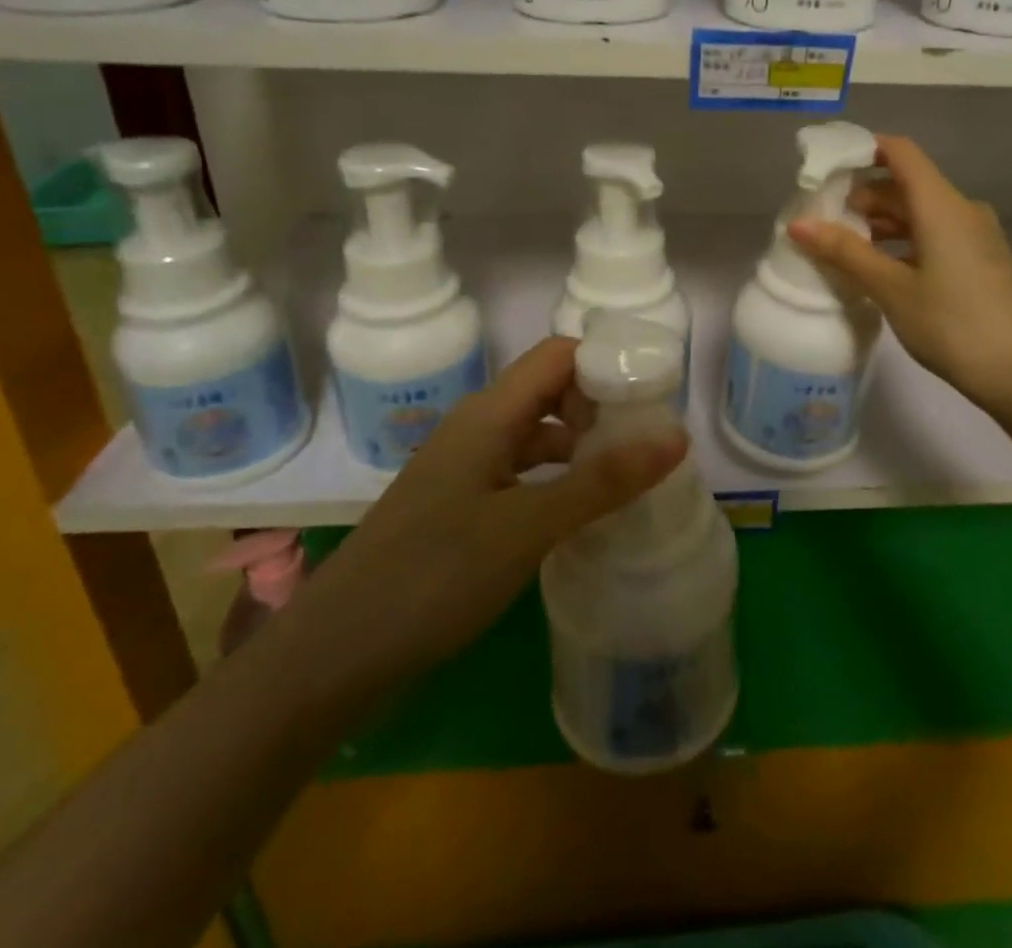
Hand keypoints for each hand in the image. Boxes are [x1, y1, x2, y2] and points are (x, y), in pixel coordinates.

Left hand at [285, 338, 686, 696]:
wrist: (333, 656)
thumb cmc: (433, 576)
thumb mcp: (528, 527)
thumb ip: (603, 480)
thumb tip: (677, 435)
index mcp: (490, 414)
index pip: (559, 355)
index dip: (606, 364)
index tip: (652, 399)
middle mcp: (477, 428)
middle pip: (551, 390)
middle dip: (601, 407)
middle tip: (647, 444)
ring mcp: (464, 467)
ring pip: (536, 433)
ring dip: (580, 446)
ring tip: (626, 478)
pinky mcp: (459, 505)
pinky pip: (519, 471)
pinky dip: (555, 479)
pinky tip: (578, 512)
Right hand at [788, 134, 1011, 417]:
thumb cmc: (953, 324)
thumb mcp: (892, 289)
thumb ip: (845, 252)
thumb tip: (798, 224)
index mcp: (942, 205)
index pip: (900, 152)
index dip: (862, 150)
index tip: (825, 167)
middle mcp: (961, 210)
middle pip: (906, 184)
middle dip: (863, 196)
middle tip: (822, 219)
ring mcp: (974, 237)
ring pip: (919, 214)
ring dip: (881, 224)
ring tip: (842, 246)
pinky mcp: (979, 262)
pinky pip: (933, 236)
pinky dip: (902, 243)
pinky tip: (878, 269)